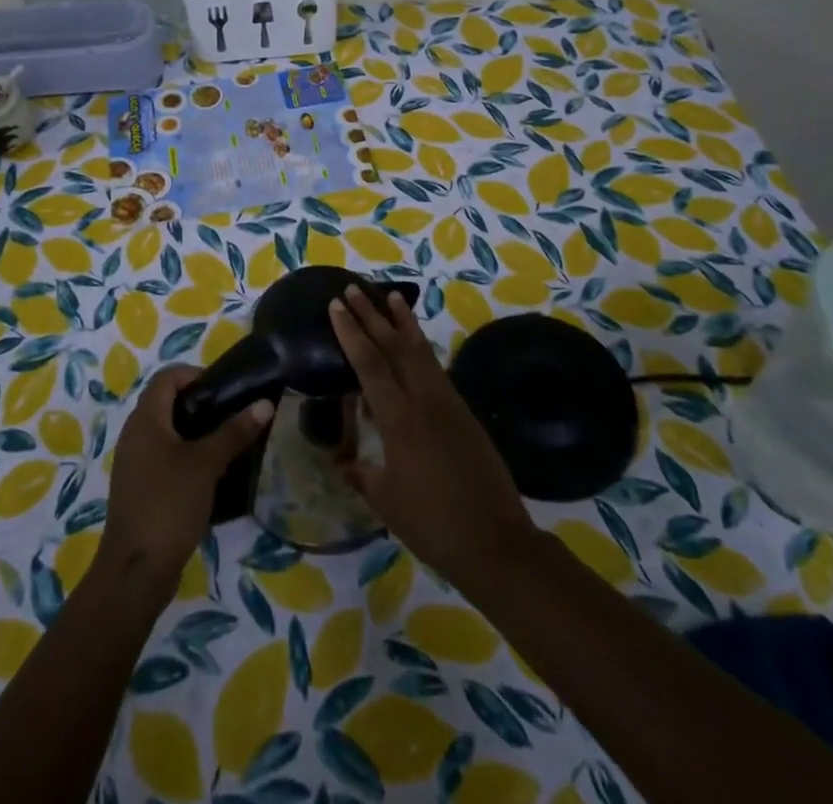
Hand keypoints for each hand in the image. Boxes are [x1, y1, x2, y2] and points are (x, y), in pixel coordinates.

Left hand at [98, 365, 273, 579]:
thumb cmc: (168, 504)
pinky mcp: (139, 488)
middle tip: (232, 413)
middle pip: (166, 402)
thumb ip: (234, 432)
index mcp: (145, 420)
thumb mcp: (206, 464)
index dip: (195, 374)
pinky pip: (163, 457)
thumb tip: (265, 403)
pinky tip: (210, 473)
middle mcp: (134, 434)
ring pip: (166, 432)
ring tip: (227, 441)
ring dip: (194, 431)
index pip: (167, 376)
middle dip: (200, 403)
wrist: (135, 571)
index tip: (225, 389)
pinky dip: (185, 455)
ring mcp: (134, 463)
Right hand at [330, 286, 538, 594]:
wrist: (496, 542)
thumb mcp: (385, 501)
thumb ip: (361, 474)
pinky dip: (421, 347)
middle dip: (373, 315)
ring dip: (403, 322)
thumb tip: (342, 461)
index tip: (336, 306)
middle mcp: (424, 401)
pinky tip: (415, 343)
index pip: (370, 364)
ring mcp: (448, 403)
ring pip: (421, 351)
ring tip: (392, 296)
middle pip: (395, 346)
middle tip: (354, 288)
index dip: (351, 333)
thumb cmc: (432, 524)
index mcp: (400, 420)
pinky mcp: (464, 412)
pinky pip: (435, 368)